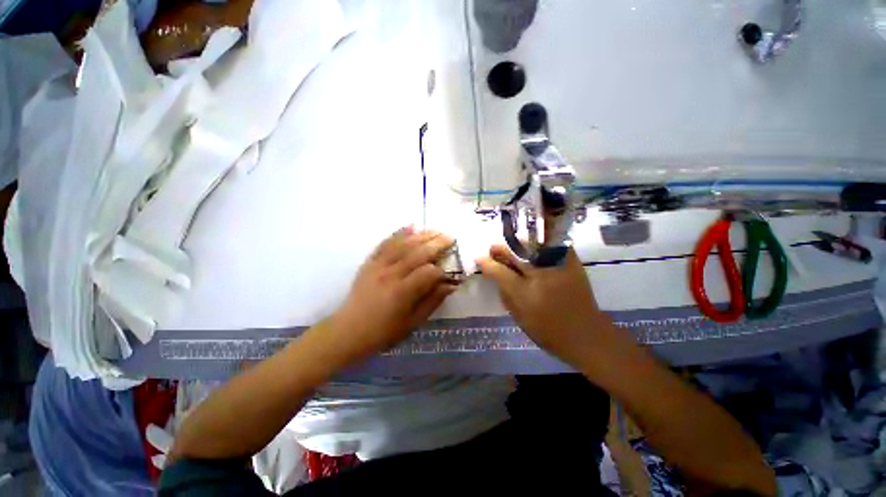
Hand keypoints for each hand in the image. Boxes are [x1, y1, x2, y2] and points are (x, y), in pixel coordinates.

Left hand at [329, 227, 457, 361]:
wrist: (348, 331)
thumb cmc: (383, 332)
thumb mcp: (412, 323)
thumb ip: (432, 301)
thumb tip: (451, 285)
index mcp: (402, 292)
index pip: (428, 273)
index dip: (442, 270)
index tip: (450, 271)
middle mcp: (390, 274)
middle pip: (417, 253)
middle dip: (436, 244)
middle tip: (450, 238)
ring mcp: (378, 266)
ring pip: (403, 244)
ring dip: (422, 235)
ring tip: (436, 231)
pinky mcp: (370, 262)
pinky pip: (385, 243)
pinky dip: (398, 233)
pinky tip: (410, 227)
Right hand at [476, 245, 622, 366]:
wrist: (587, 336)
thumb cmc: (549, 331)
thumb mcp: (520, 317)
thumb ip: (505, 294)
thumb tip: (494, 274)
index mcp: (525, 294)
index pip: (500, 272)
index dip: (487, 263)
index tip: (479, 257)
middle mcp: (541, 276)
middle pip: (515, 254)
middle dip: (500, 249)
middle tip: (492, 248)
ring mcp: (558, 267)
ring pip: (532, 245)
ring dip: (517, 244)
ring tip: (510, 246)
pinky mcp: (572, 263)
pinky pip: (552, 245)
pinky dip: (539, 243)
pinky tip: (532, 246)